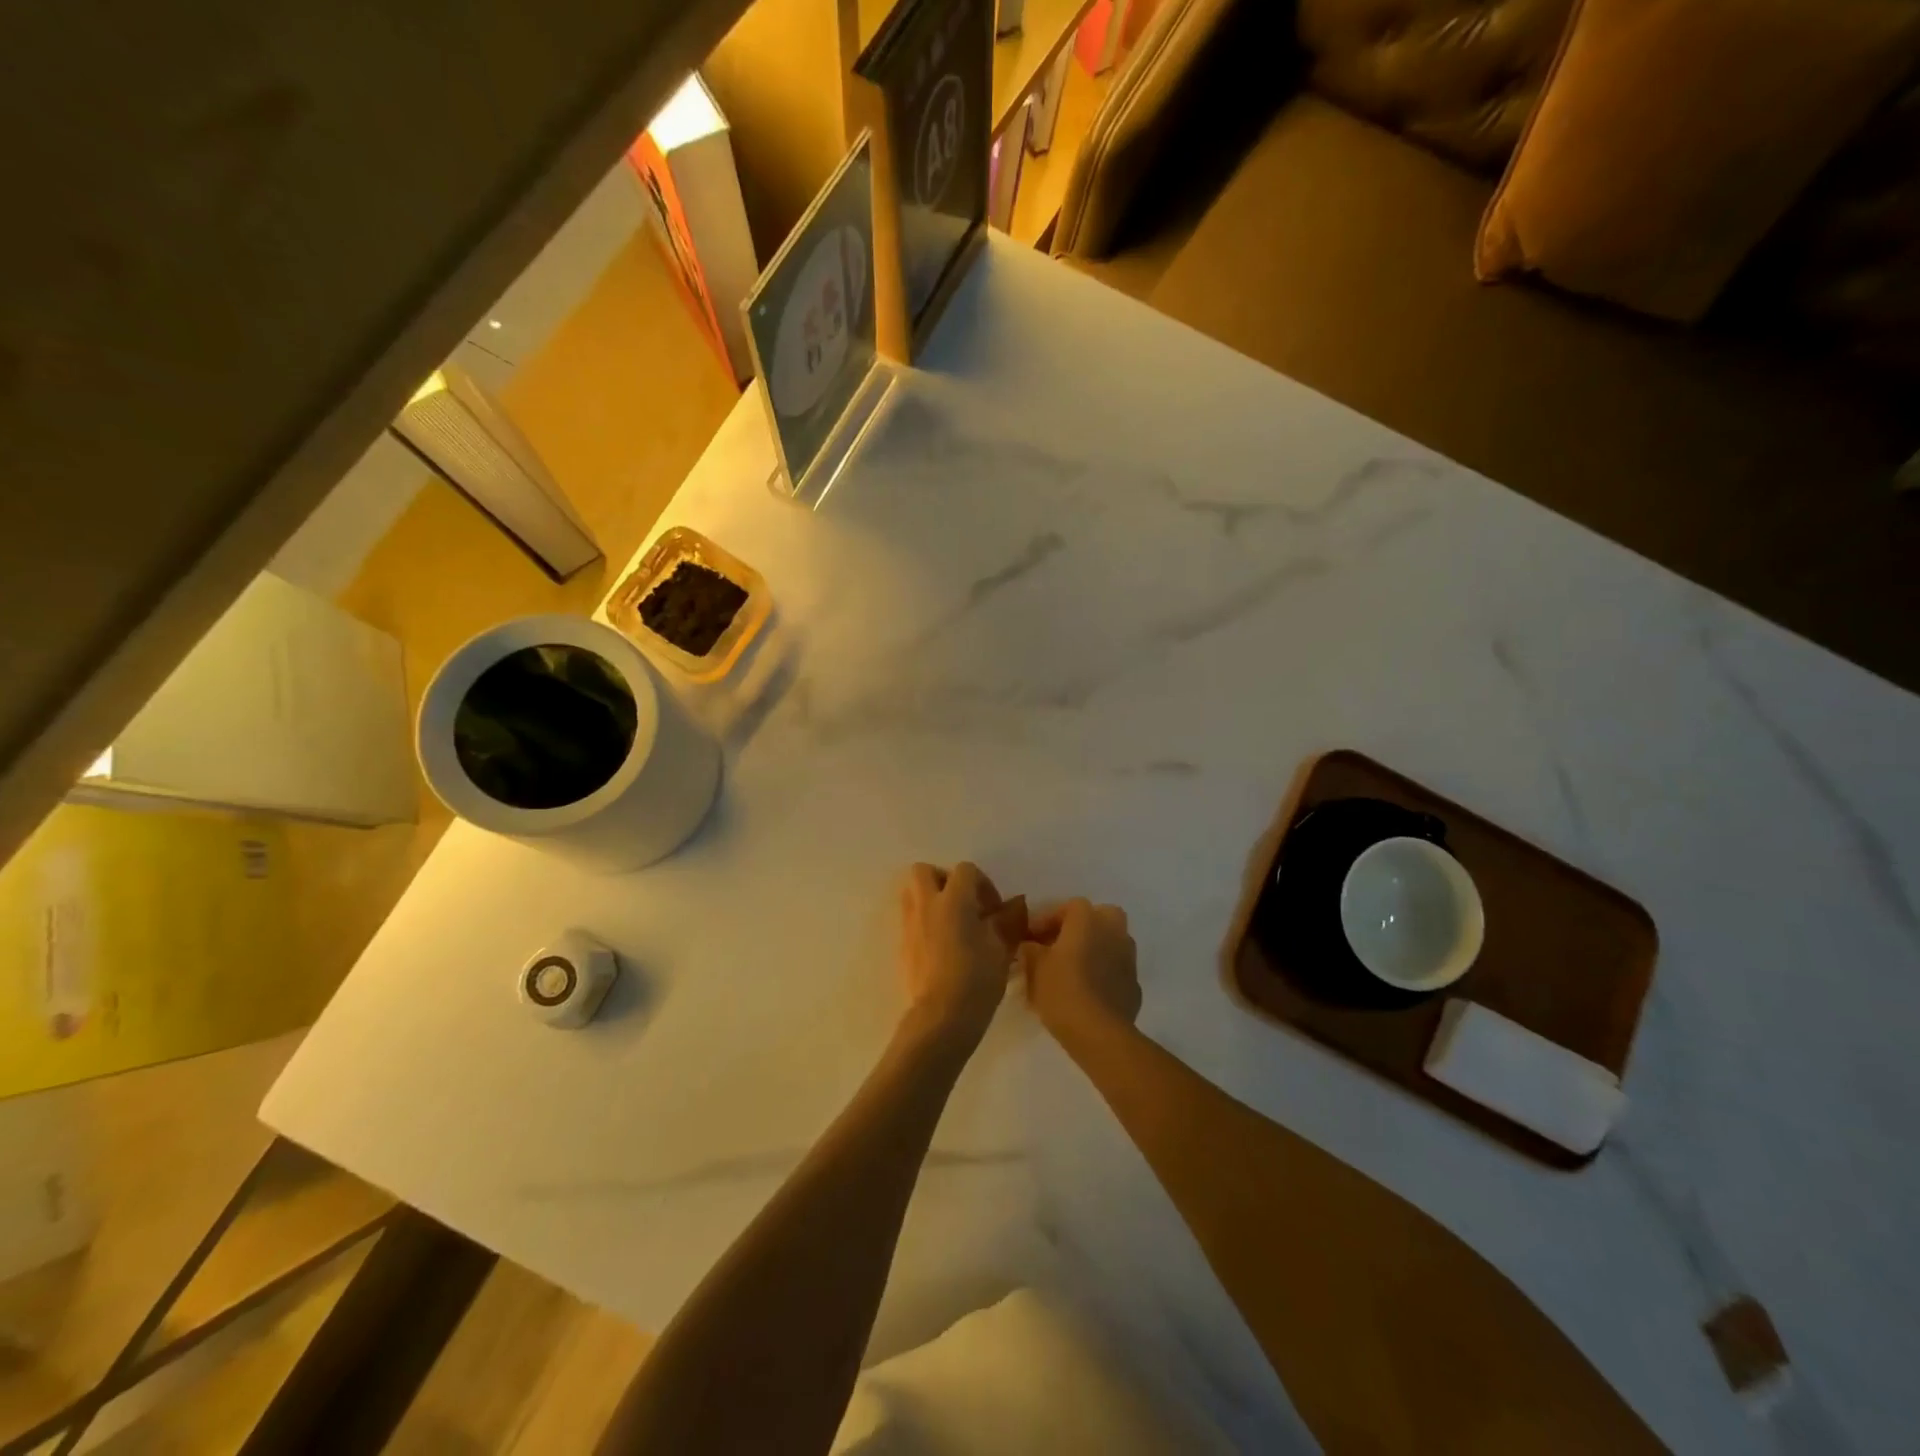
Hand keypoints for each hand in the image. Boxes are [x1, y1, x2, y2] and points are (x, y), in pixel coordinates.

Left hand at [899, 863, 1019, 1051]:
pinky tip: (942, 947)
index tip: (994, 910)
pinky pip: (910, 920)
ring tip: (952, 924)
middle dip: (944, 880)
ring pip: (912, 893)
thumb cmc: (977, 978)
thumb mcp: (1001, 948)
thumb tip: (1017, 903)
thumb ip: (1008, 920)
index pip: (965, 870)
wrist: (942, 1017)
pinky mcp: (902, 946)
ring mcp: (910, 925)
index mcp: (953, 899)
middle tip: (965, 904)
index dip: (983, 884)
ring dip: (930, 899)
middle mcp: (926, 905)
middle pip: (925, 871)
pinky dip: (924, 922)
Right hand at [1017, 899, 1140, 1042]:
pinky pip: (1116, 969)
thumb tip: (1030, 946)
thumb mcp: (1034, 968)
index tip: (1032, 938)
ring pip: (1111, 942)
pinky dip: (1104, 973)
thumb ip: (1030, 950)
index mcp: (1088, 920)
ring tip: (1072, 969)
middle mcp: (1113, 931)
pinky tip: (1088, 991)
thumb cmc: (1062, 991)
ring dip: (1094, 949)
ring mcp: (1128, 958)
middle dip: (1081, 927)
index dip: (1047, 919)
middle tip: (1059, 945)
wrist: (1099, 1033)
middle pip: (1100, 916)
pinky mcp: (1134, 985)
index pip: (1069, 906)